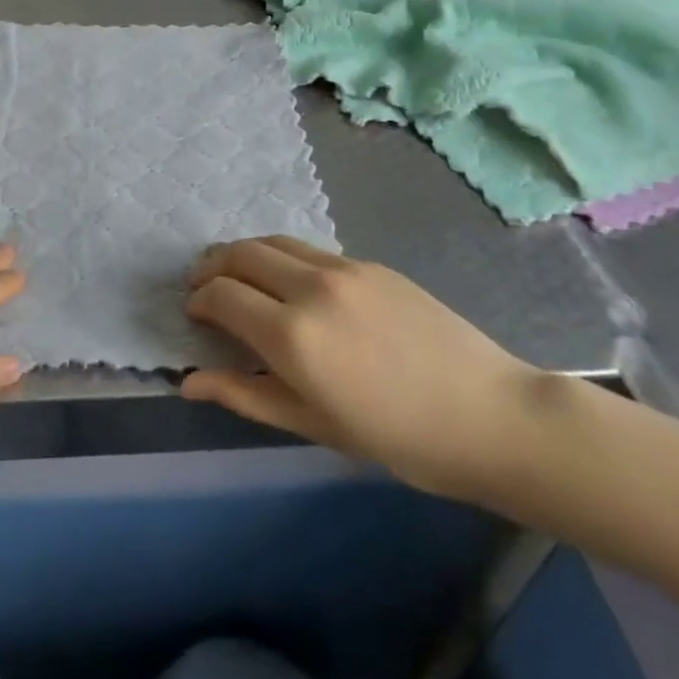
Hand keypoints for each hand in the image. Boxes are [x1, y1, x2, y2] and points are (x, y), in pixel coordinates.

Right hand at [182, 236, 539, 502]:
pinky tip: (290, 283)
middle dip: (212, 266)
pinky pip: (309, 250)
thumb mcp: (314, 425)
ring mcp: (342, 268)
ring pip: (273, 241)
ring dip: (244, 254)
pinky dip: (282, 257)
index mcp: (293, 335)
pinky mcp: (369, 263)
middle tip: (202, 286)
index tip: (195, 315)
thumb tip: (188, 382)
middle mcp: (310, 287)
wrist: (490, 415)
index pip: (222, 295)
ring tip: (238, 275)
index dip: (199, 301)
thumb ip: (245, 395)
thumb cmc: (398, 438)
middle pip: (240, 253)